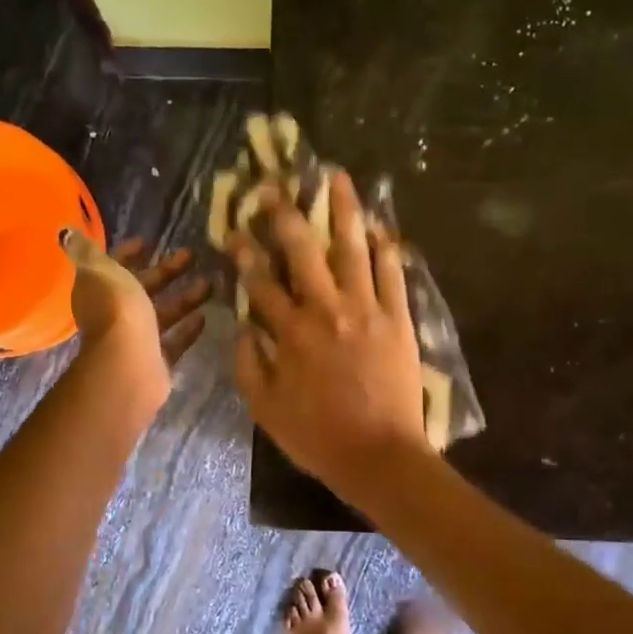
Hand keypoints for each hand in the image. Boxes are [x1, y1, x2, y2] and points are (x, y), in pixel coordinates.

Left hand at [60, 231, 209, 401]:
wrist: (129, 364)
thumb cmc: (118, 310)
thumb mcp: (101, 271)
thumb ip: (88, 252)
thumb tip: (66, 233)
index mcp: (100, 291)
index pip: (112, 267)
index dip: (127, 253)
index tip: (149, 242)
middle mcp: (116, 315)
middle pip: (142, 288)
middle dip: (166, 271)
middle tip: (191, 255)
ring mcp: (136, 339)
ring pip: (162, 313)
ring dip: (184, 298)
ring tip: (209, 283)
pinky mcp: (156, 360)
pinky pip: (174, 341)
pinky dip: (187, 329)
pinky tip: (204, 316)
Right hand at [230, 172, 433, 501]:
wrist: (379, 455)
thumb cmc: (318, 437)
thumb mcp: (266, 409)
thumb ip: (250, 364)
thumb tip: (243, 326)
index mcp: (291, 333)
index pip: (261, 283)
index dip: (244, 254)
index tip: (233, 231)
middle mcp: (327, 310)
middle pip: (304, 251)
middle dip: (286, 215)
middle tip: (275, 187)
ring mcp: (367, 311)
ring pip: (353, 250)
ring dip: (343, 211)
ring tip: (337, 178)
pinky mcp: (398, 320)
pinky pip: (393, 275)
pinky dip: (386, 249)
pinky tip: (380, 226)